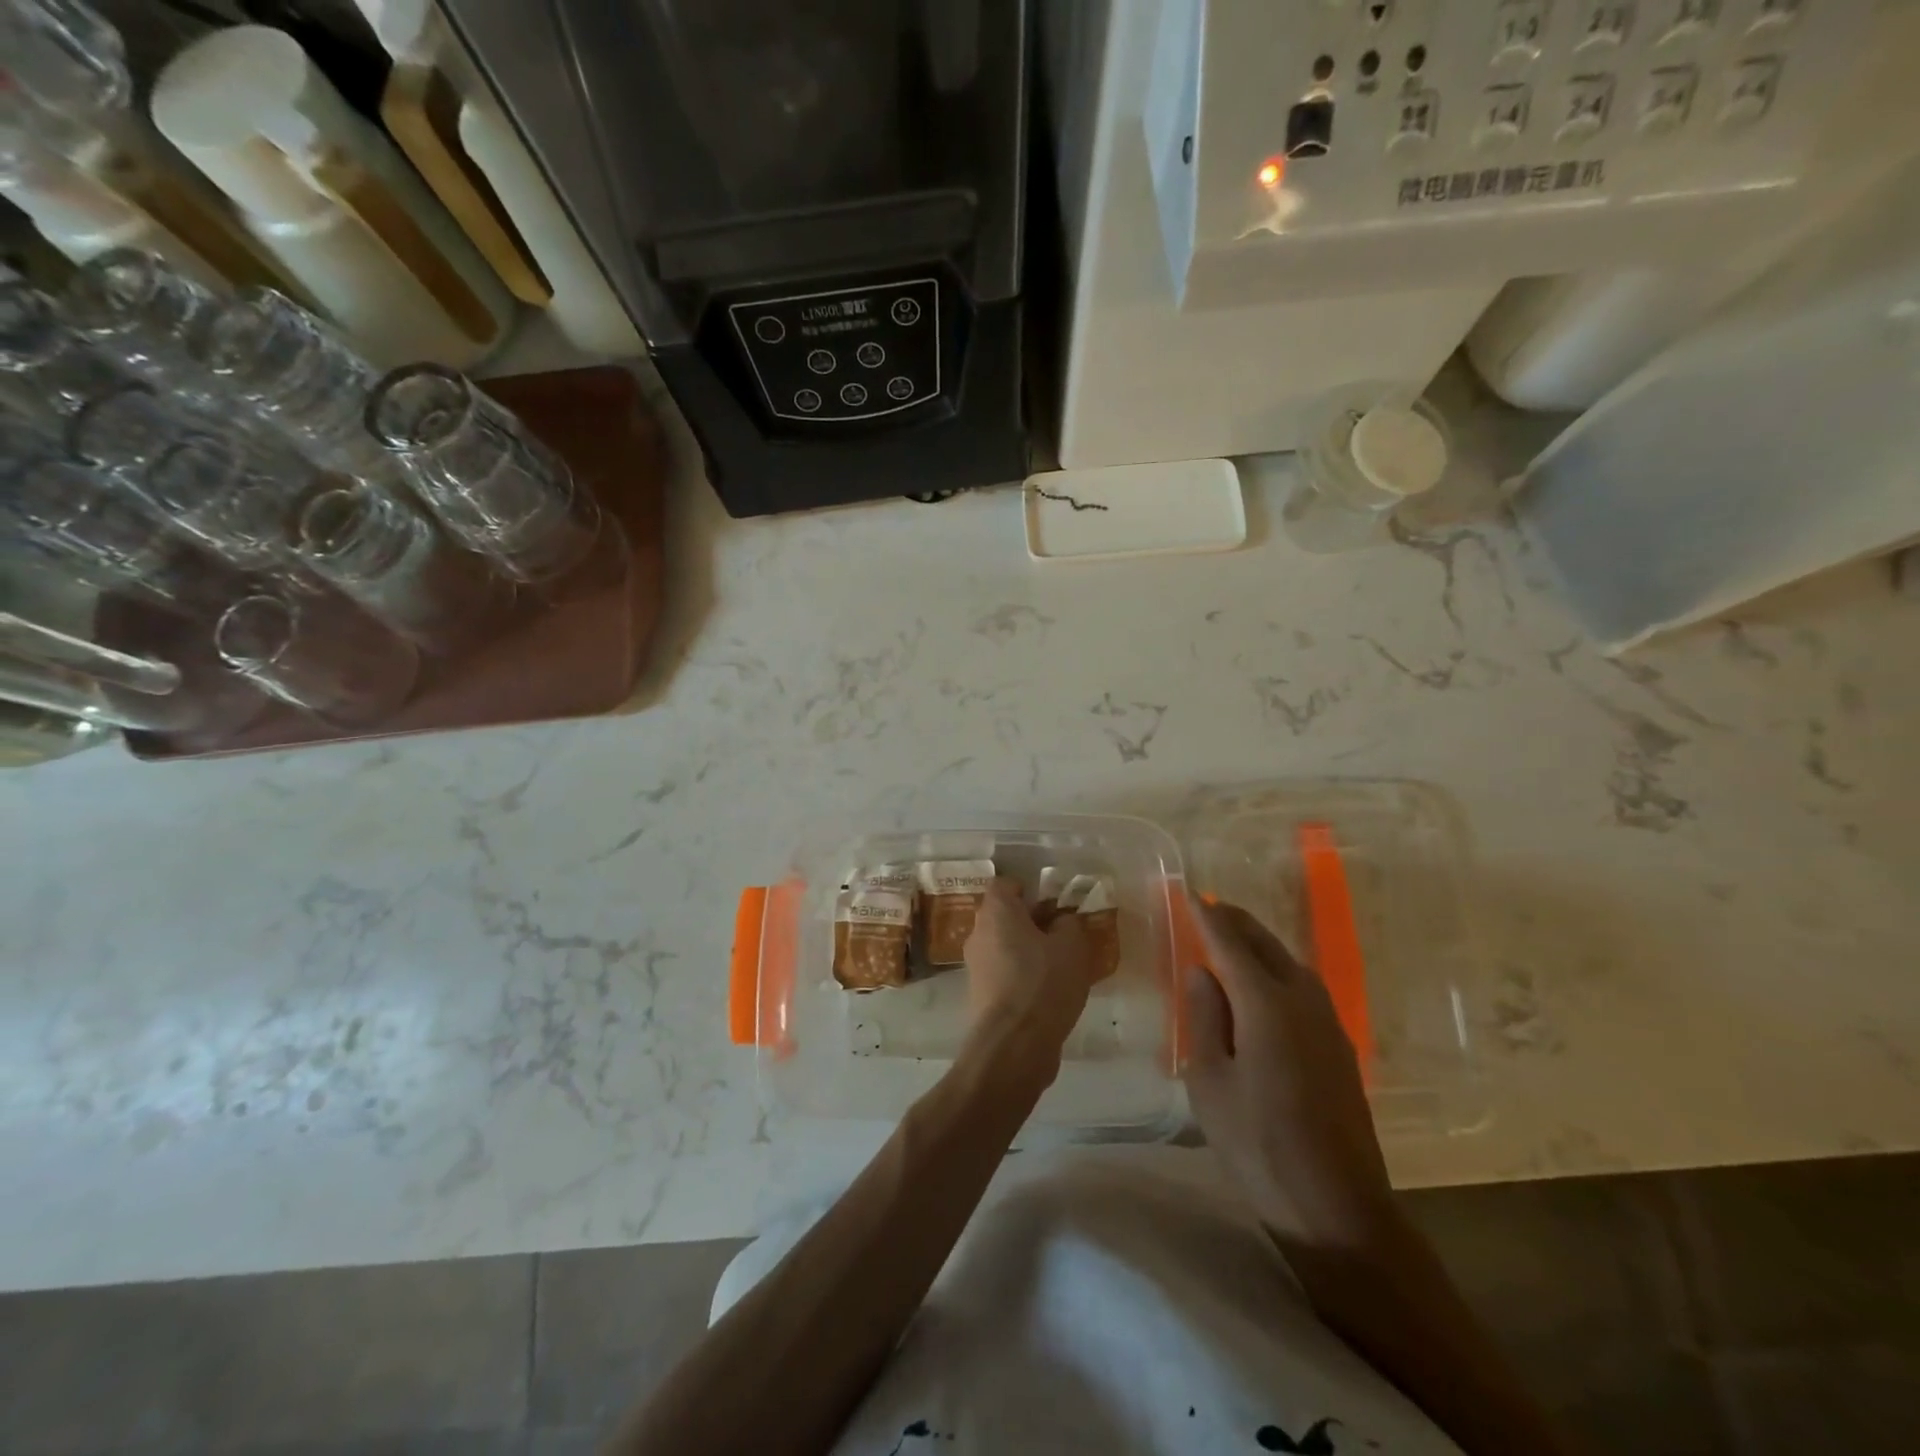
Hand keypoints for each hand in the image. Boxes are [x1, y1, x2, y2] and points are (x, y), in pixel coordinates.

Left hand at [961, 879, 1094, 1083]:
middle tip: (1063, 935)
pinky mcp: (980, 994)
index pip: (1005, 884)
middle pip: (1004, 916)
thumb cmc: (1044, 982)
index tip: (1054, 905)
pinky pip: (1003, 972)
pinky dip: (1021, 975)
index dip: (1030, 890)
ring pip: (1004, 945)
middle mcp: (978, 932)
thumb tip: (1060, 921)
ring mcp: (975, 965)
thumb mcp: (1072, 946)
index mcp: (996, 911)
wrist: (1014, 1044)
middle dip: (1032, 922)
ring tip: (1060, 966)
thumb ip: (1068, 924)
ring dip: (1028, 951)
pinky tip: (1047, 992)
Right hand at [1183, 900, 1398, 1250]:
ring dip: (1260, 944)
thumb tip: (1203, 972)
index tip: (1188, 893)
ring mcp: (1328, 1024)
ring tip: (1233, 939)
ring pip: (1291, 963)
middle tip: (1209, 907)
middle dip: (1237, 921)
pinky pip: (1304, 988)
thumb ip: (1204, 1018)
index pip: (1230, 943)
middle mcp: (1303, 1001)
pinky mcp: (1340, 1048)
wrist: (1338, 1208)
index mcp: (1267, 1004)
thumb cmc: (1259, 1145)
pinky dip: (1278, 970)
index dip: (1207, 917)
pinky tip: (1266, 986)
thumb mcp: (1210, 1081)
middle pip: (1267, 945)